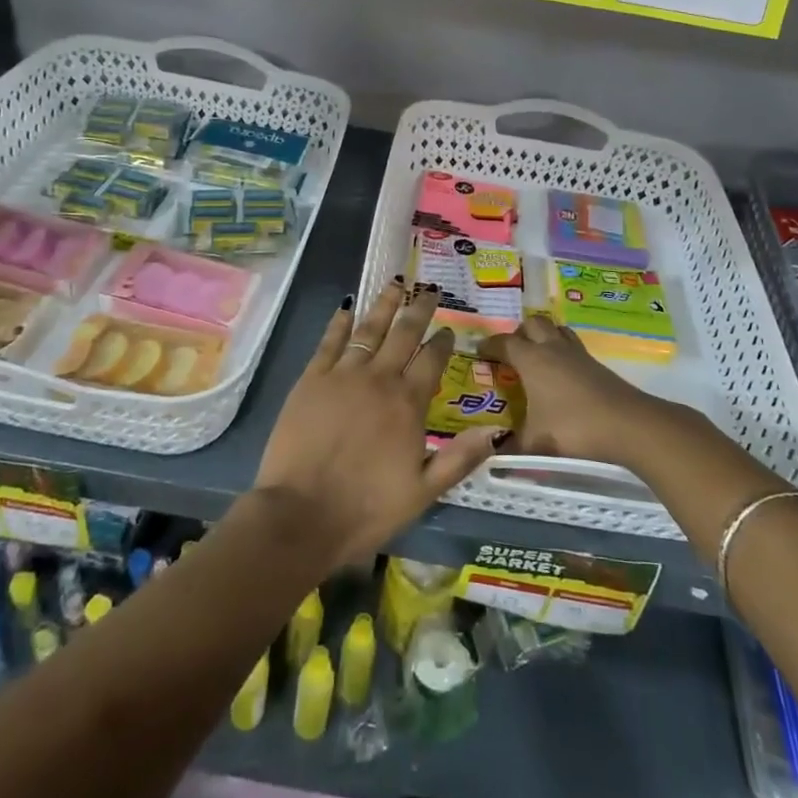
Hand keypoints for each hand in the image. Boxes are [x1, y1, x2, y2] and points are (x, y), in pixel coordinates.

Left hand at [252, 280, 501, 564]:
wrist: (301, 514)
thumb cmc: (366, 508)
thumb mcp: (423, 492)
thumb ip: (459, 458)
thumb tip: (496, 430)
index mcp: (408, 403)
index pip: (432, 360)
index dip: (443, 342)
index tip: (449, 329)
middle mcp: (379, 378)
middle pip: (404, 334)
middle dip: (419, 309)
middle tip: (429, 290)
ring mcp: (343, 375)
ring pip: (369, 328)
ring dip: (384, 305)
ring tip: (395, 283)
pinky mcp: (311, 379)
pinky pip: (329, 342)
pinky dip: (339, 323)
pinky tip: (346, 308)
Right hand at [479, 315, 661, 465]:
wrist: (628, 425)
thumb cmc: (573, 428)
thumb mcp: (535, 443)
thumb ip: (510, 446)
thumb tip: (491, 451)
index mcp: (532, 360)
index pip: (504, 342)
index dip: (489, 345)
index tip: (479, 351)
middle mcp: (552, 349)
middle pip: (533, 324)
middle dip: (519, 333)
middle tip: (510, 352)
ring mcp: (578, 354)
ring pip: (556, 330)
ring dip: (543, 336)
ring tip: (536, 356)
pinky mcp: (596, 365)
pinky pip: (572, 346)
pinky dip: (562, 352)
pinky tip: (562, 375)